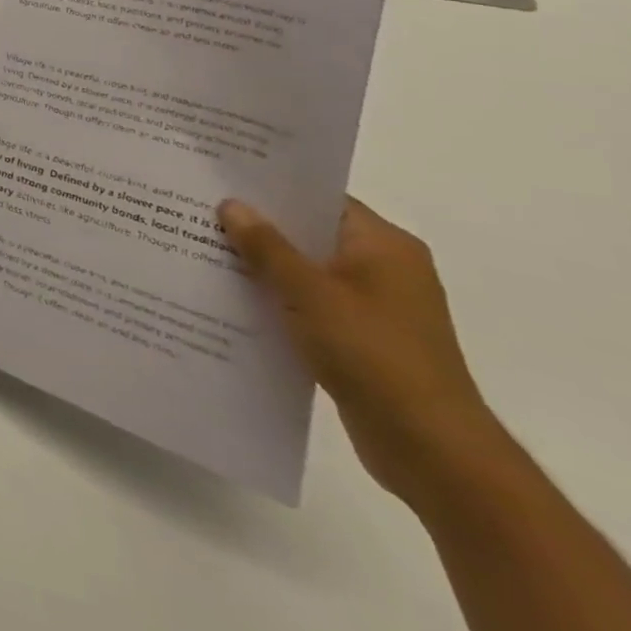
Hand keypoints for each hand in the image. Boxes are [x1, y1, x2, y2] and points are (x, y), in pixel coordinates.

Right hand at [218, 196, 508, 508]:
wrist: (433, 451)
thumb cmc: (374, 354)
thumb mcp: (309, 292)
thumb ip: (266, 246)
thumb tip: (232, 204)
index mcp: (384, 246)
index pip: (320, 198)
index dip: (271, 187)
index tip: (220, 178)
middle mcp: (385, 269)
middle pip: (309, 234)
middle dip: (257, 227)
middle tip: (198, 210)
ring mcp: (375, 308)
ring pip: (305, 271)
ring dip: (263, 266)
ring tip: (203, 251)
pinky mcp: (362, 340)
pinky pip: (308, 304)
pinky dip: (276, 300)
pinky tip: (231, 298)